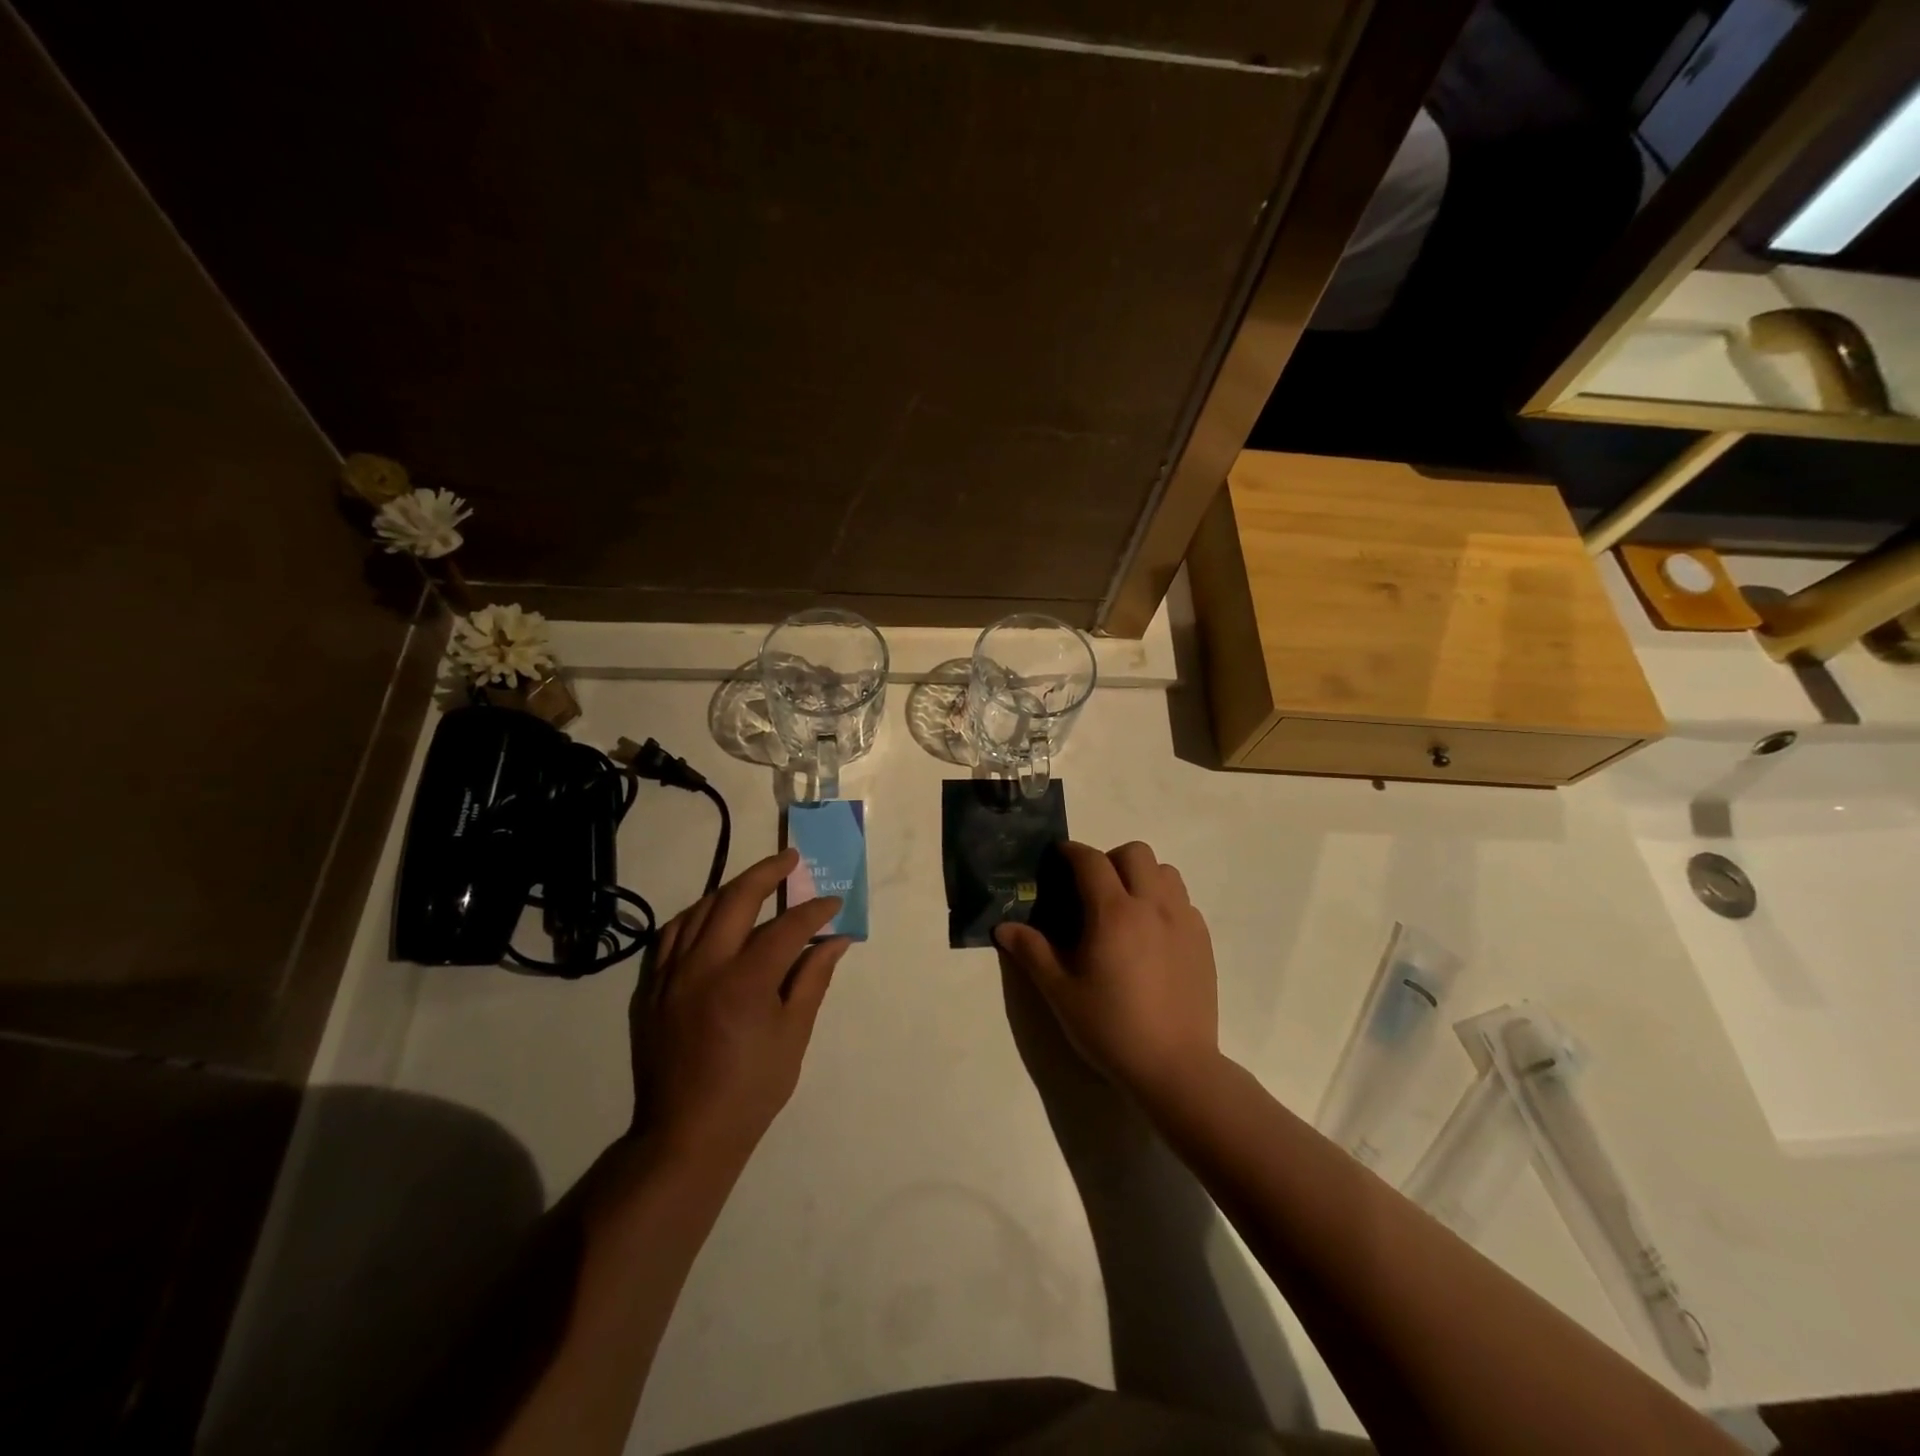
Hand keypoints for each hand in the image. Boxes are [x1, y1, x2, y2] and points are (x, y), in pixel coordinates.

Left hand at [631, 849, 849, 1168]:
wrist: (687, 1133)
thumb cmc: (751, 1088)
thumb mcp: (793, 1034)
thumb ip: (813, 979)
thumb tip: (836, 940)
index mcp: (745, 982)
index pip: (787, 927)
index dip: (814, 911)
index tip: (833, 902)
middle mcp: (704, 967)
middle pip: (736, 899)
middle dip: (767, 872)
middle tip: (790, 859)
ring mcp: (671, 975)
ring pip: (700, 910)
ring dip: (731, 889)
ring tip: (755, 881)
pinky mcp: (652, 988)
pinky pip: (671, 935)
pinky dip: (696, 915)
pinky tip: (711, 915)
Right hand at [994, 841, 1218, 1100]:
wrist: (1175, 1067)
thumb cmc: (1111, 1028)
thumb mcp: (1060, 992)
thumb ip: (1032, 952)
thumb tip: (1004, 927)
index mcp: (1114, 913)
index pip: (1091, 860)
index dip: (1071, 852)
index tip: (1058, 857)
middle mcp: (1152, 905)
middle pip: (1136, 853)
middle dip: (1110, 859)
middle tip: (1092, 889)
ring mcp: (1183, 921)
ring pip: (1166, 872)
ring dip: (1142, 876)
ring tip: (1125, 907)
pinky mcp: (1203, 941)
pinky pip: (1183, 901)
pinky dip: (1164, 902)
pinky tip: (1151, 935)